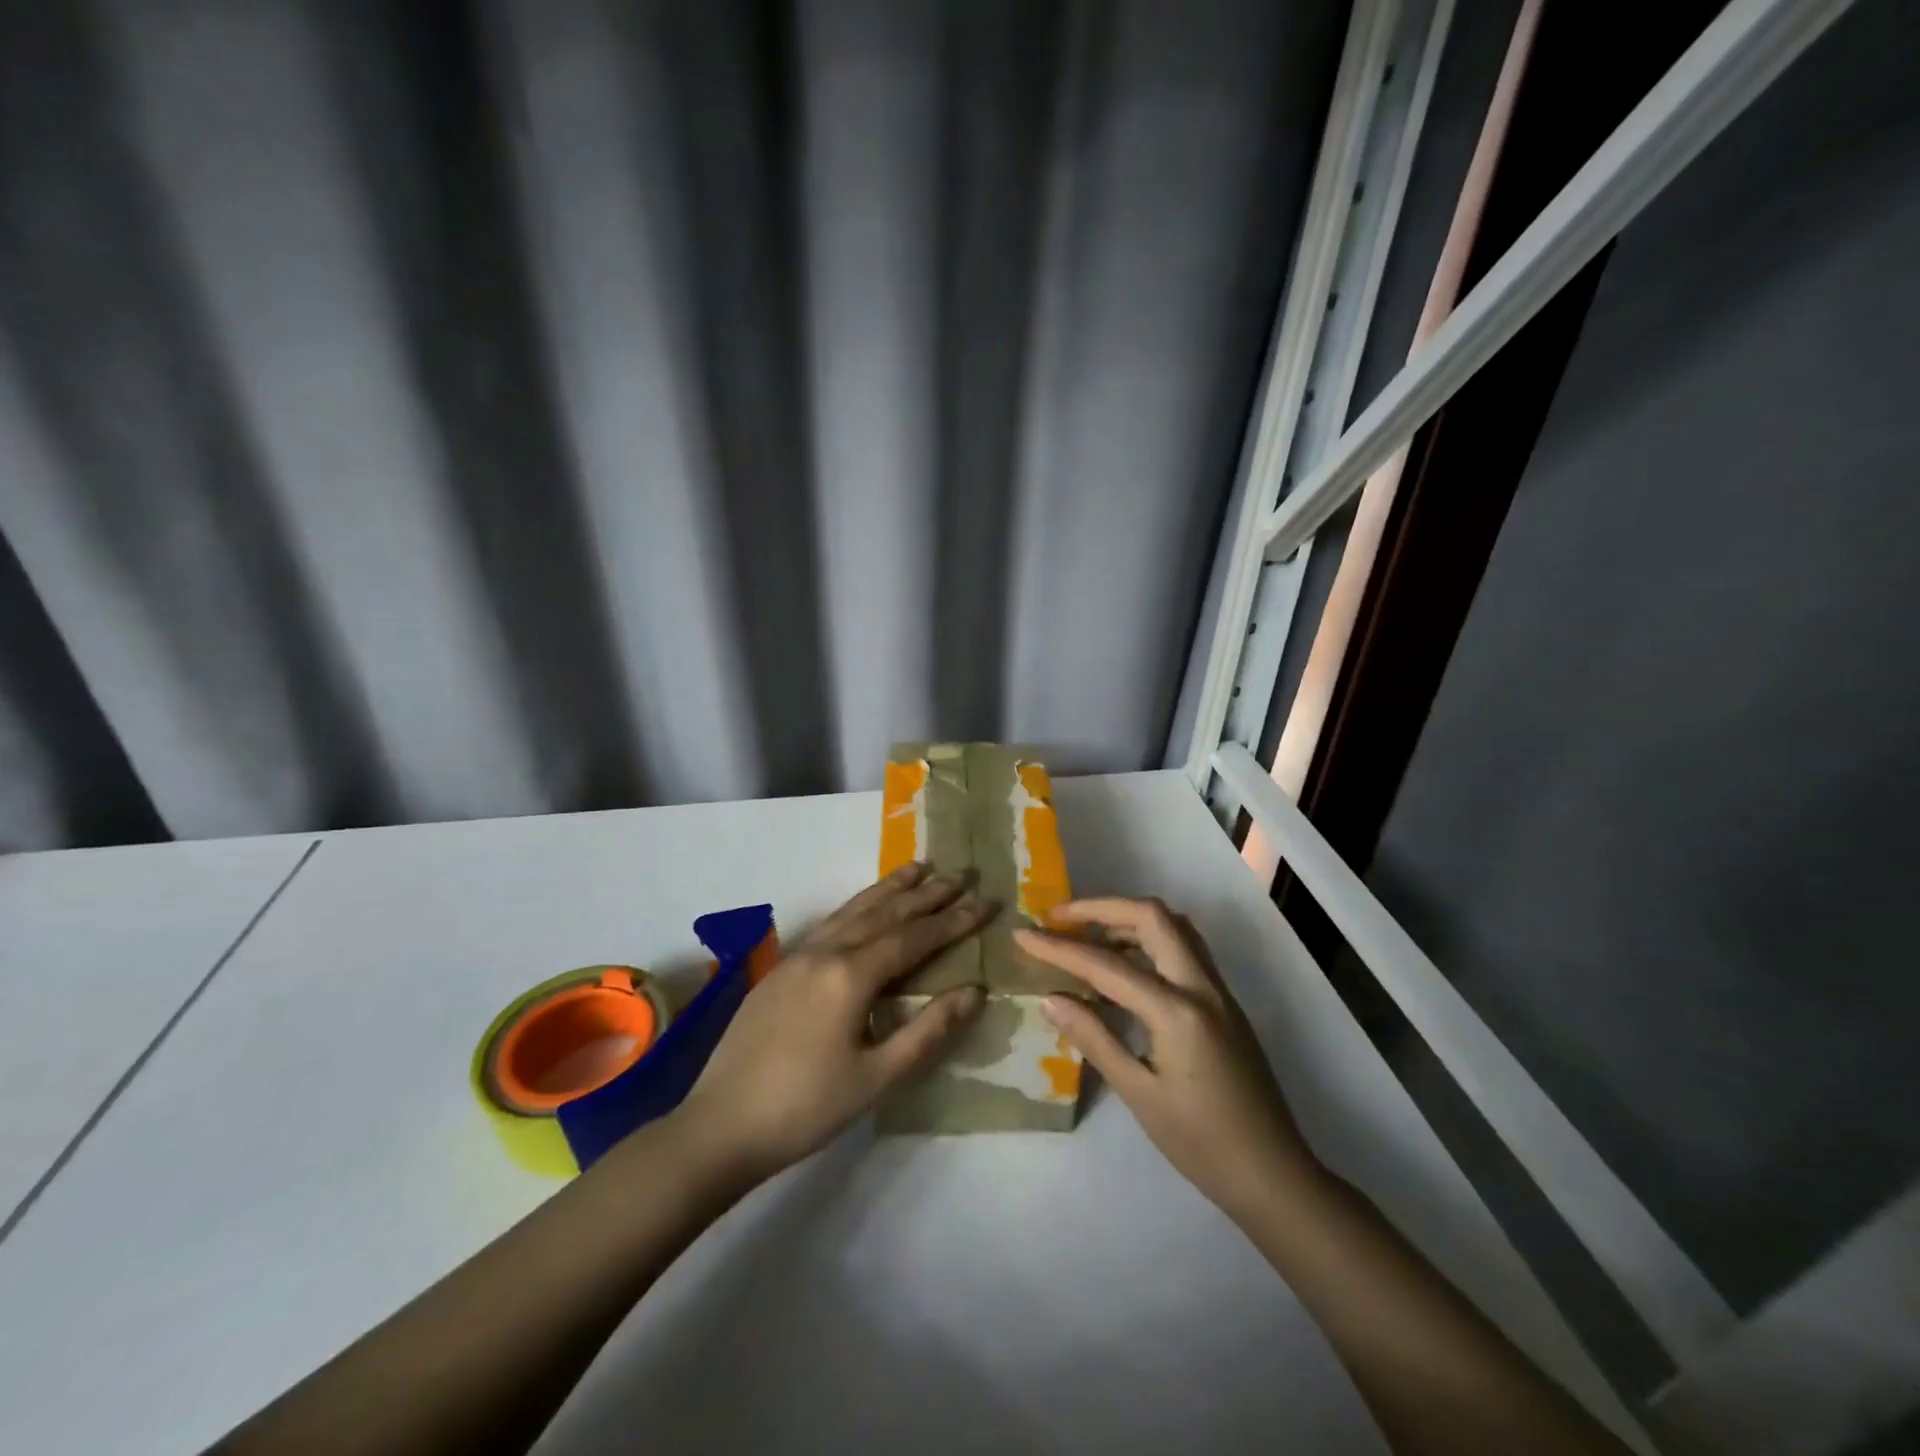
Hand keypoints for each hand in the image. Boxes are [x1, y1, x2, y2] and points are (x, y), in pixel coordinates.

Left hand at [679, 862, 993, 1180]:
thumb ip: (927, 1030)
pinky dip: (857, 905)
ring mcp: (798, 956)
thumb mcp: (876, 1077)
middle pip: (885, 913)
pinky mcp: (780, 969)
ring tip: (918, 867)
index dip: (953, 920)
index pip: (914, 937)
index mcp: (850, 975)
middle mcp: (825, 952)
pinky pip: (830, 923)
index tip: (986, 900)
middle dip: (926, 893)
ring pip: (853, 910)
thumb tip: (975, 991)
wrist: (719, 1125)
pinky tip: (864, 906)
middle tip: (961, 872)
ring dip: (889, 888)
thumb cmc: (806, 1108)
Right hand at [1016, 898, 1318, 1219]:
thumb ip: (1094, 1038)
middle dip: (1101, 908)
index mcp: (1177, 1011)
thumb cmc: (1202, 1144)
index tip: (1022, 933)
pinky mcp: (1224, 1002)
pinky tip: (1124, 967)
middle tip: (1059, 920)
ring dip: (1127, 919)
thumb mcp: (1140, 1094)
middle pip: (1151, 916)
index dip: (1058, 948)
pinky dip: (1148, 940)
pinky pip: (1184, 949)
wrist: (1274, 1175)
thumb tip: (1051, 998)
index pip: (1106, 965)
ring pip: (1173, 927)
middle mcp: (1201, 986)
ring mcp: (1218, 991)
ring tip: (1087, 938)